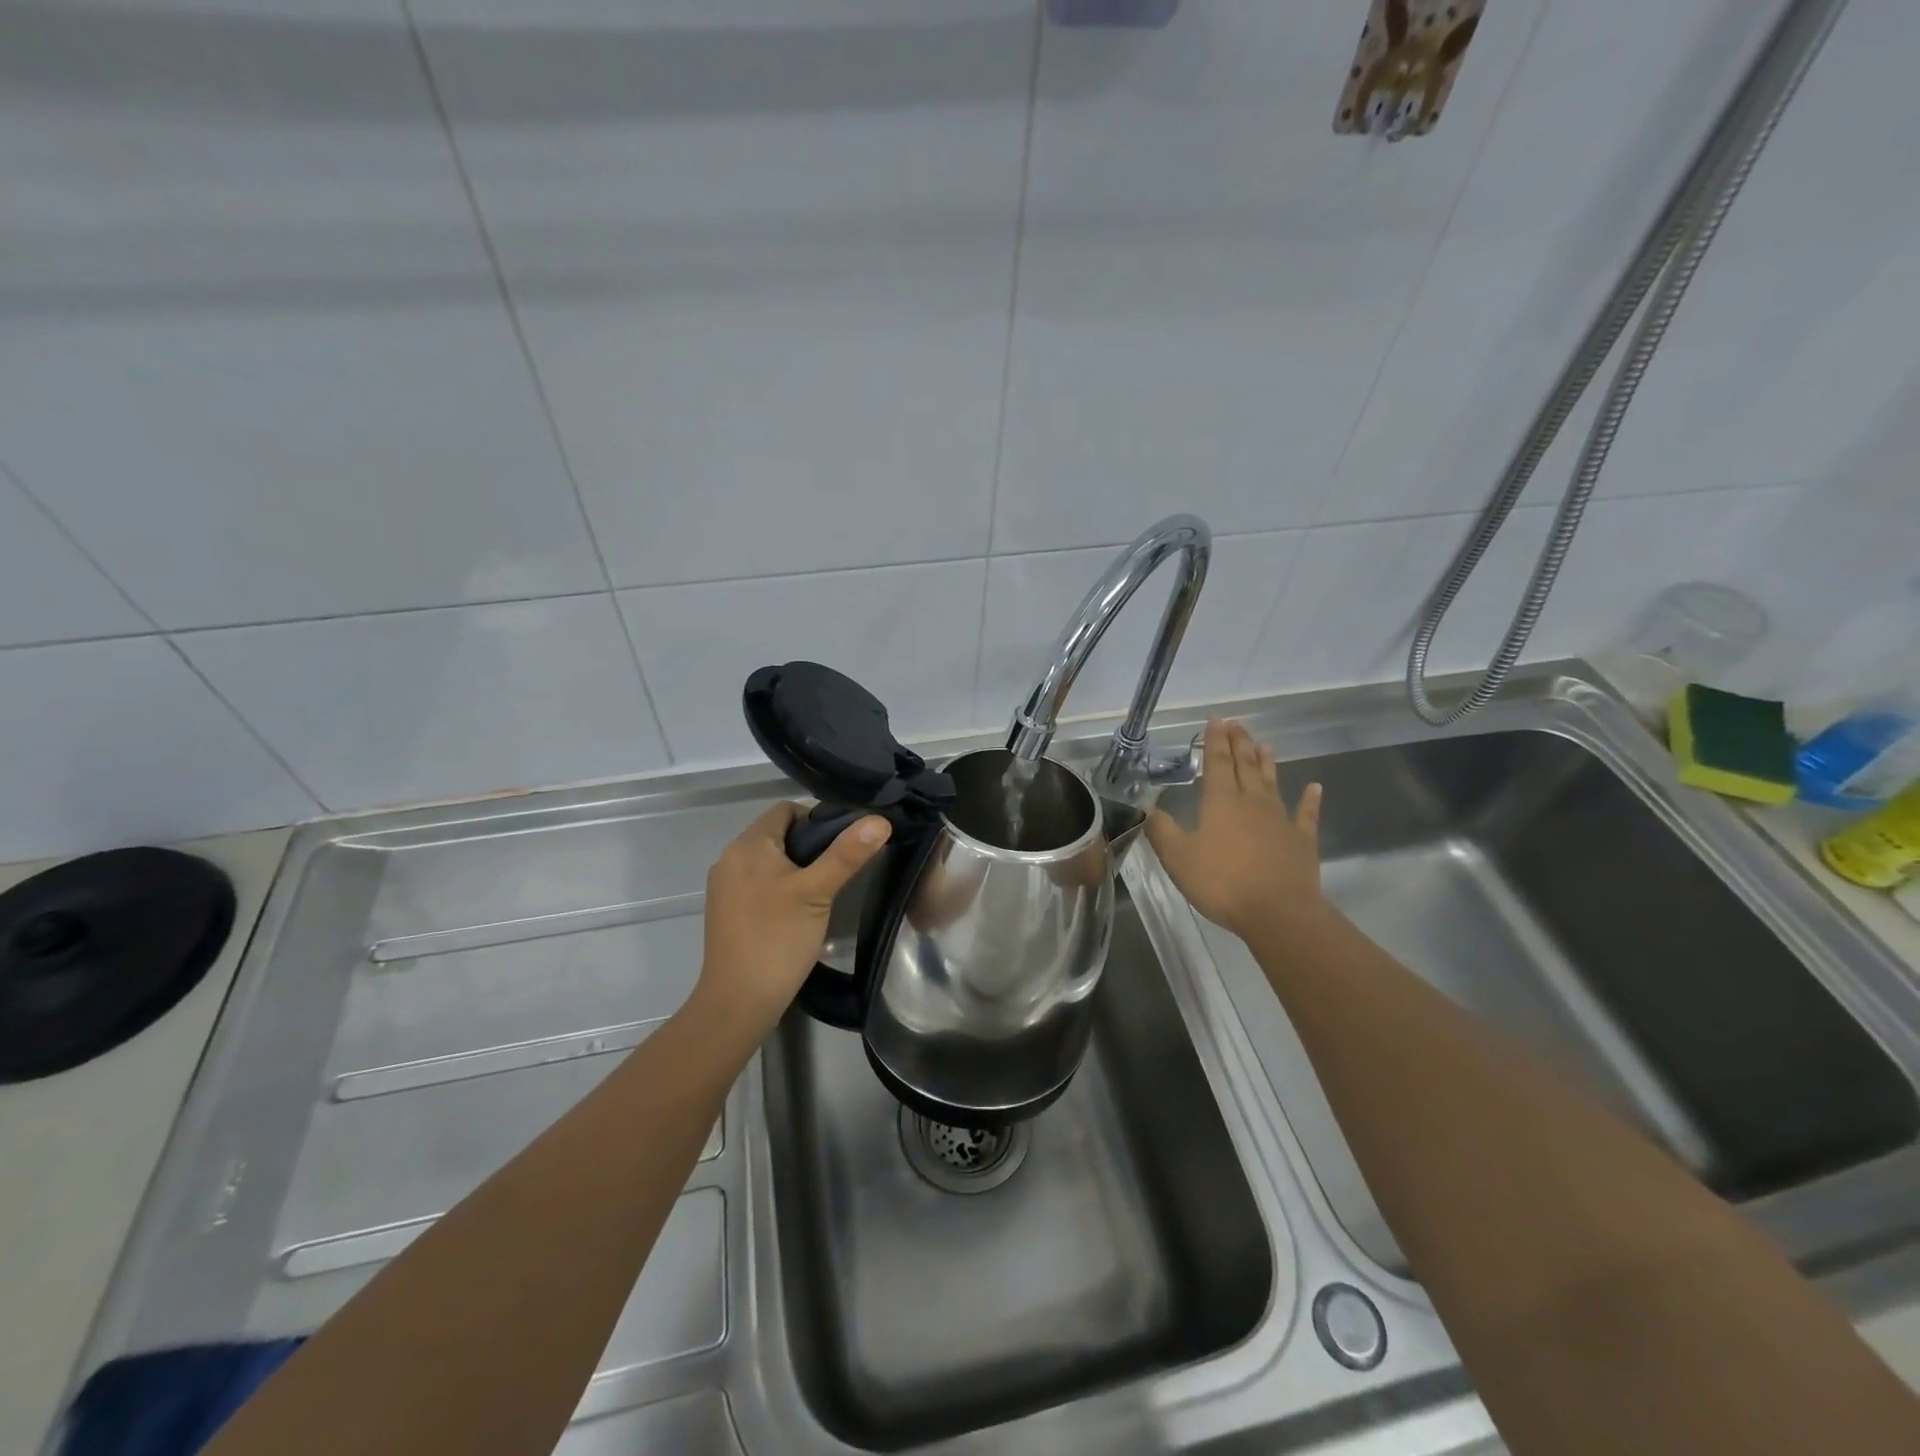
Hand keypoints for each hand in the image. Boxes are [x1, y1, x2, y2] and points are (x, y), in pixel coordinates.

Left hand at [694, 802, 891, 1031]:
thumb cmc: (777, 939)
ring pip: (770, 861)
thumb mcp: (817, 892)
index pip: (786, 810)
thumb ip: (847, 854)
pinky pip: (760, 883)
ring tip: (827, 888)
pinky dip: (782, 887)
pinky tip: (802, 909)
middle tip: (842, 866)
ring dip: (798, 867)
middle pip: (778, 834)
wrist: (738, 1002)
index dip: (818, 817)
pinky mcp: (728, 911)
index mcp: (747, 845)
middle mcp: (730, 859)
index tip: (846, 841)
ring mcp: (726, 887)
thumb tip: (878, 820)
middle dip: (811, 844)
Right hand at [1146, 720, 1324, 941]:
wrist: (1278, 912)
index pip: (1217, 763)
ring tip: (1263, 744)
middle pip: (1245, 765)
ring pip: (1272, 783)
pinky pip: (1306, 814)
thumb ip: (1161, 830)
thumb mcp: (1178, 857)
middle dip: (1239, 743)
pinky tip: (1314, 788)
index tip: (1216, 720)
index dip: (1215, 741)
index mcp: (1221, 802)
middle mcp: (1252, 802)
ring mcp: (1280, 820)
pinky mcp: (1302, 840)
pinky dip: (1310, 800)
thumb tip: (1148, 806)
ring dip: (1266, 763)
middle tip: (1236, 724)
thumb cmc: (1222, 882)